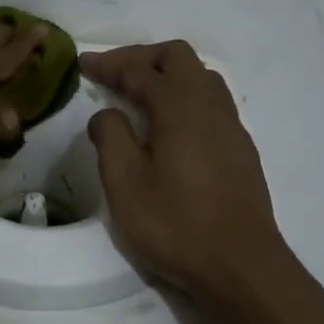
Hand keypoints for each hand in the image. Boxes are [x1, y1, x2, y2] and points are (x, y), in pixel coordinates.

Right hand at [82, 41, 293, 302]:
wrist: (241, 265)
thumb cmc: (176, 224)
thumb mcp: (125, 183)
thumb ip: (111, 137)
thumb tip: (108, 114)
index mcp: (180, 106)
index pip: (140, 71)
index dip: (109, 64)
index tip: (82, 64)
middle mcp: (211, 106)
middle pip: (178, 59)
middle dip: (141, 59)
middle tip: (112, 74)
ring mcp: (232, 127)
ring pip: (201, 78)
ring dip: (167, 76)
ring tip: (139, 96)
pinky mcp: (241, 150)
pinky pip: (211, 104)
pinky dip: (184, 98)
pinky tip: (170, 127)